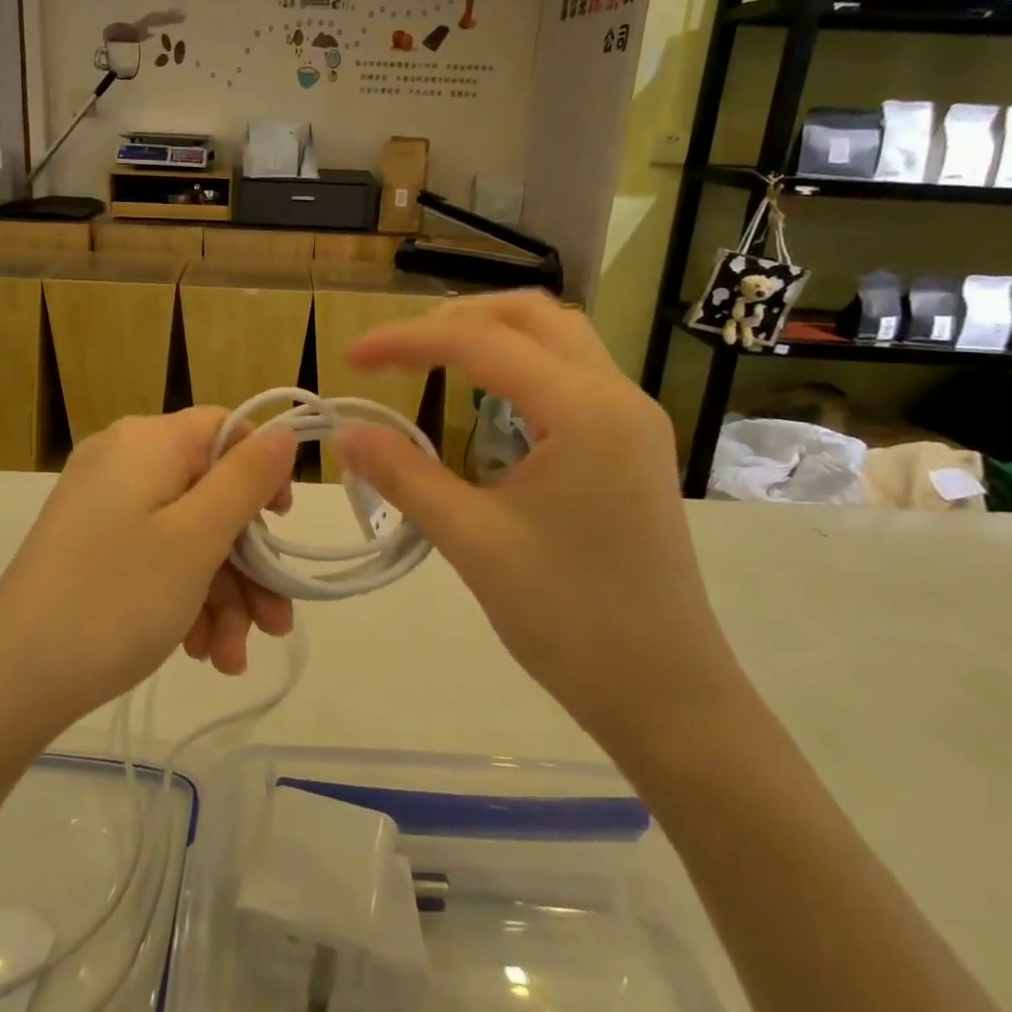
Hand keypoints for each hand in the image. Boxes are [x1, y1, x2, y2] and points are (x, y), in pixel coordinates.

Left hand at [0, 409, 297, 738]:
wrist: (9, 684)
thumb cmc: (115, 600)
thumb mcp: (196, 539)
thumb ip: (246, 480)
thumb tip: (283, 431)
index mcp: (147, 443)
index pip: (225, 430)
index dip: (263, 474)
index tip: (281, 529)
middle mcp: (123, 462)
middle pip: (210, 494)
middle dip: (246, 564)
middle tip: (272, 625)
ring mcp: (103, 506)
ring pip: (186, 535)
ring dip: (221, 595)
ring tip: (231, 659)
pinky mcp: (91, 547)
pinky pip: (154, 556)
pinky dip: (184, 599)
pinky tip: (198, 651)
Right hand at [333, 293, 746, 754]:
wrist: (667, 695)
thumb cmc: (570, 620)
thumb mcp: (473, 542)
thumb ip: (404, 476)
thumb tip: (344, 434)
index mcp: (584, 410)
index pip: (481, 342)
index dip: (406, 341)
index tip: (349, 358)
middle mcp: (617, 396)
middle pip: (532, 315)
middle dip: (456, 319)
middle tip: (396, 351)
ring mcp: (633, 420)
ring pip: (559, 339)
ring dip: (493, 335)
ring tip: (433, 360)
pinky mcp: (633, 447)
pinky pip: (573, 376)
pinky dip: (521, 366)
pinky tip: (486, 402)